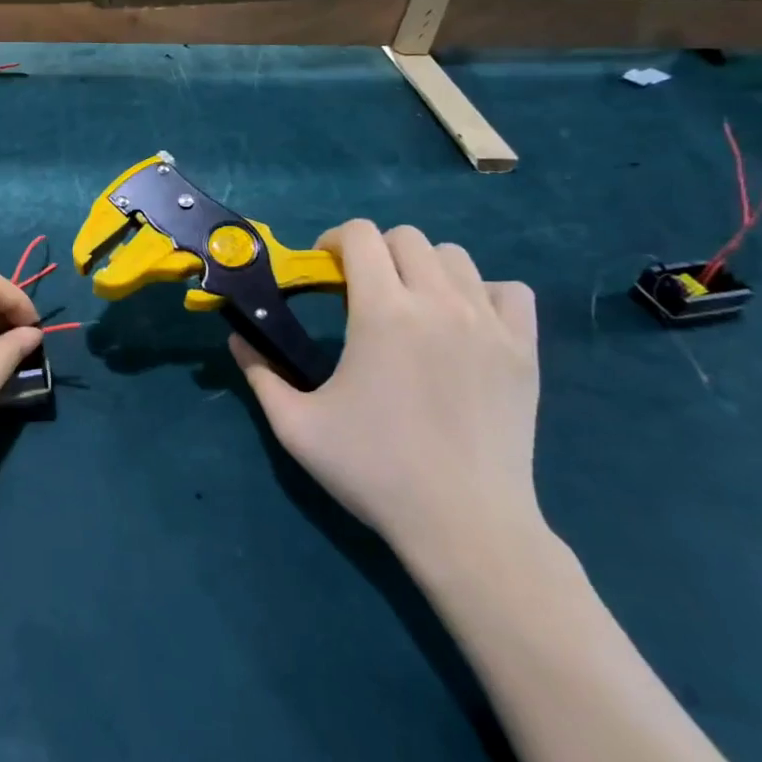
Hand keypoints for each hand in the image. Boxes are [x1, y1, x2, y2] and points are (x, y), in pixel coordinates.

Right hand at [230, 220, 541, 566]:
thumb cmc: (373, 470)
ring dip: (422, 267)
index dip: (333, 241)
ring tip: (409, 305)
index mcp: (383, 312)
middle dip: (374, 251)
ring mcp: (489, 324)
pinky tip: (462, 322)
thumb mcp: (295, 425)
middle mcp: (439, 303)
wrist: (465, 525)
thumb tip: (236, 337)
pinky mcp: (524, 350)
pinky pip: (509, 291)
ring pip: (455, 257)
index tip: (323, 269)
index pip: (360, 236)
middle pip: (406, 237)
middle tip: (359, 289)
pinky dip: (482, 292)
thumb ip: (259, 373)